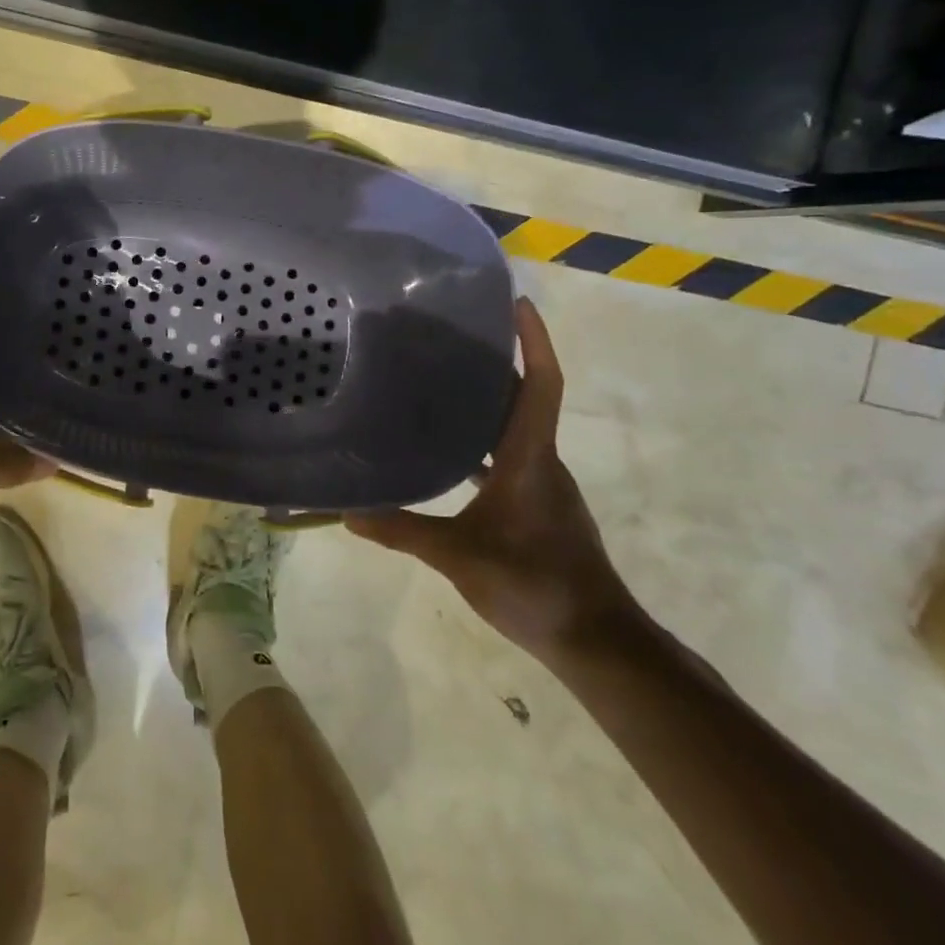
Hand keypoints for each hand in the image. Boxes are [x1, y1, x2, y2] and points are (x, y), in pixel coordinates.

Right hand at [347, 298, 638, 662]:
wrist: (596, 641)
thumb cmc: (534, 586)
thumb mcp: (460, 557)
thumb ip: (404, 531)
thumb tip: (348, 512)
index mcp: (530, 458)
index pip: (540, 385)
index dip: (533, 340)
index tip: (516, 303)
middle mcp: (540, 460)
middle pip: (524, 396)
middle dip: (496, 359)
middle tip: (448, 334)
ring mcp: (541, 483)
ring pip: (514, 426)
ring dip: (486, 400)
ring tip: (437, 381)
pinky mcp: (536, 505)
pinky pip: (507, 456)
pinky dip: (481, 442)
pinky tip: (447, 453)